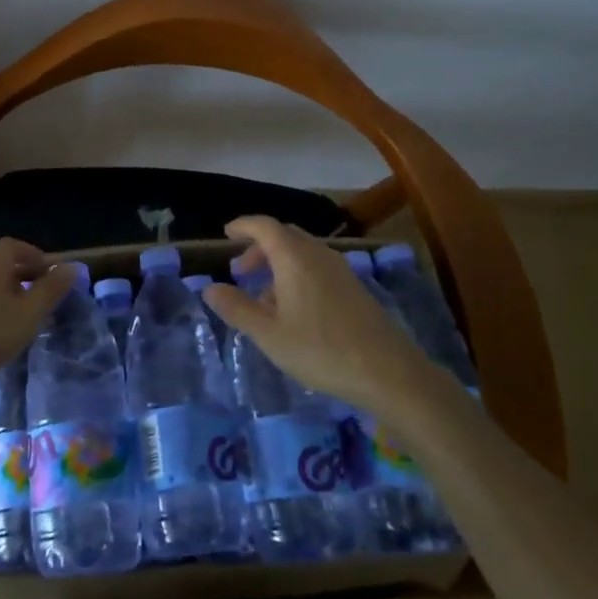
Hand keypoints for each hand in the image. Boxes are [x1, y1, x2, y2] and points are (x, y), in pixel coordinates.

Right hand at [204, 216, 428, 410]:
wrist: (388, 372)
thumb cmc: (321, 350)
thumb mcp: (269, 334)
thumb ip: (237, 309)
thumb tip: (209, 288)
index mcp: (294, 257)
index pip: (264, 226)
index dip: (243, 226)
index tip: (226, 233)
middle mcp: (318, 254)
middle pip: (284, 236)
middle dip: (259, 248)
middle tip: (240, 271)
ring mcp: (340, 269)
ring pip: (301, 253)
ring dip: (278, 264)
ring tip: (262, 297)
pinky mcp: (354, 287)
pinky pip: (316, 267)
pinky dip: (297, 275)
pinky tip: (293, 310)